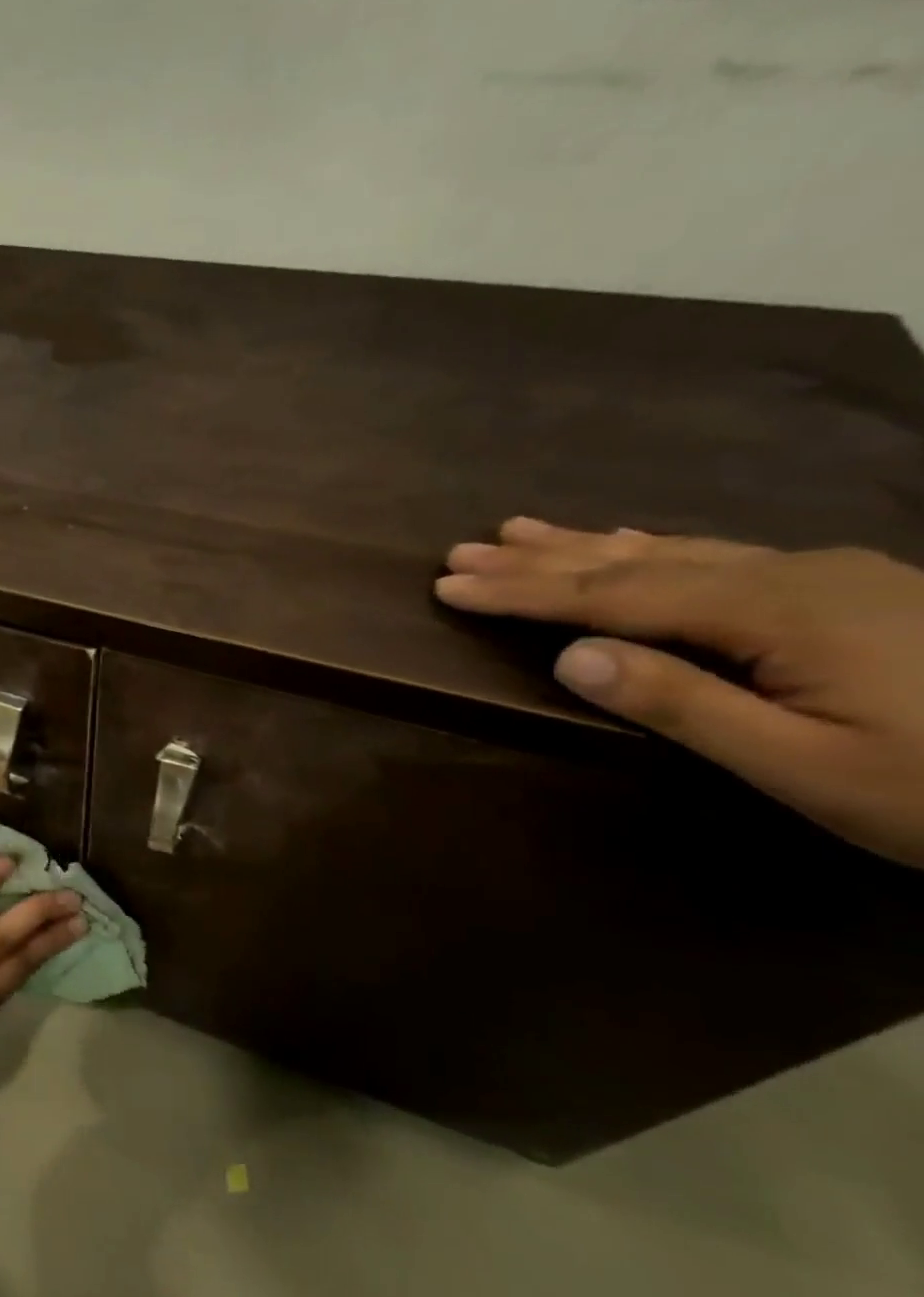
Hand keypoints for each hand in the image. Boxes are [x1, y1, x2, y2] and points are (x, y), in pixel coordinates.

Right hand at [435, 517, 923, 868]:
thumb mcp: (804, 766)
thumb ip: (681, 702)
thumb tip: (570, 655)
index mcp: (773, 613)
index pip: (612, 595)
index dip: (523, 592)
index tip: (449, 586)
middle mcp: (791, 574)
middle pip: (635, 560)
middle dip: (540, 558)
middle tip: (463, 550)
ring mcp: (826, 575)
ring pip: (676, 549)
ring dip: (586, 543)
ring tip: (519, 530)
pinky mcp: (847, 589)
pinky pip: (719, 554)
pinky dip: (652, 546)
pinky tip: (632, 540)